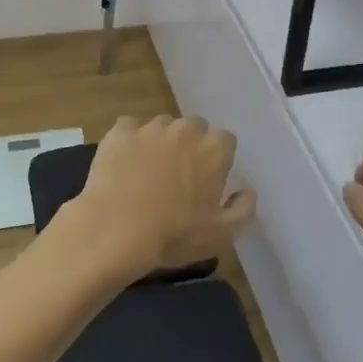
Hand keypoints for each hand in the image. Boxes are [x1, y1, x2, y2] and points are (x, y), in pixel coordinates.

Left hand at [64, 116, 256, 279]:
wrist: (114, 231)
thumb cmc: (174, 235)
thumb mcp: (222, 234)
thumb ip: (244, 209)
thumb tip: (248, 191)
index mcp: (214, 149)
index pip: (225, 141)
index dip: (217, 160)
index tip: (207, 180)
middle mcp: (185, 129)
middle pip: (194, 128)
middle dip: (190, 145)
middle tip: (178, 175)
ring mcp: (150, 127)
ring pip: (162, 126)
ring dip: (161, 142)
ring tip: (148, 171)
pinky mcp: (120, 132)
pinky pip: (130, 129)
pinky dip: (130, 142)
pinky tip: (124, 164)